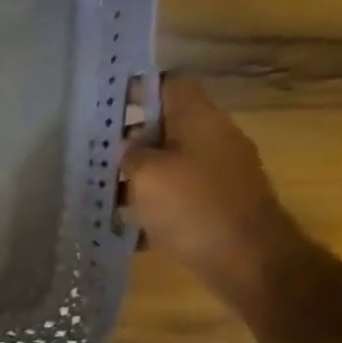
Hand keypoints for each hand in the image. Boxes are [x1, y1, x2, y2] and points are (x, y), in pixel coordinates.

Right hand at [123, 77, 307, 310]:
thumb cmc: (193, 207)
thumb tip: (129, 146)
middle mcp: (213, 139)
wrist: (247, 258)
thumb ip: (131, 154)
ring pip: (170, 164)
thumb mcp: (147, 175)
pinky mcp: (217, 205)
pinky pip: (178, 197)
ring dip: (138, 177)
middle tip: (94, 154)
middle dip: (131, 139)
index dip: (137, 89)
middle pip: (167, 126)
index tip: (106, 104)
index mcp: (199, 120)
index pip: (169, 85)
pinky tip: (127, 227)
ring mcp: (219, 174)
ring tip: (103, 194)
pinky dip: (153, 207)